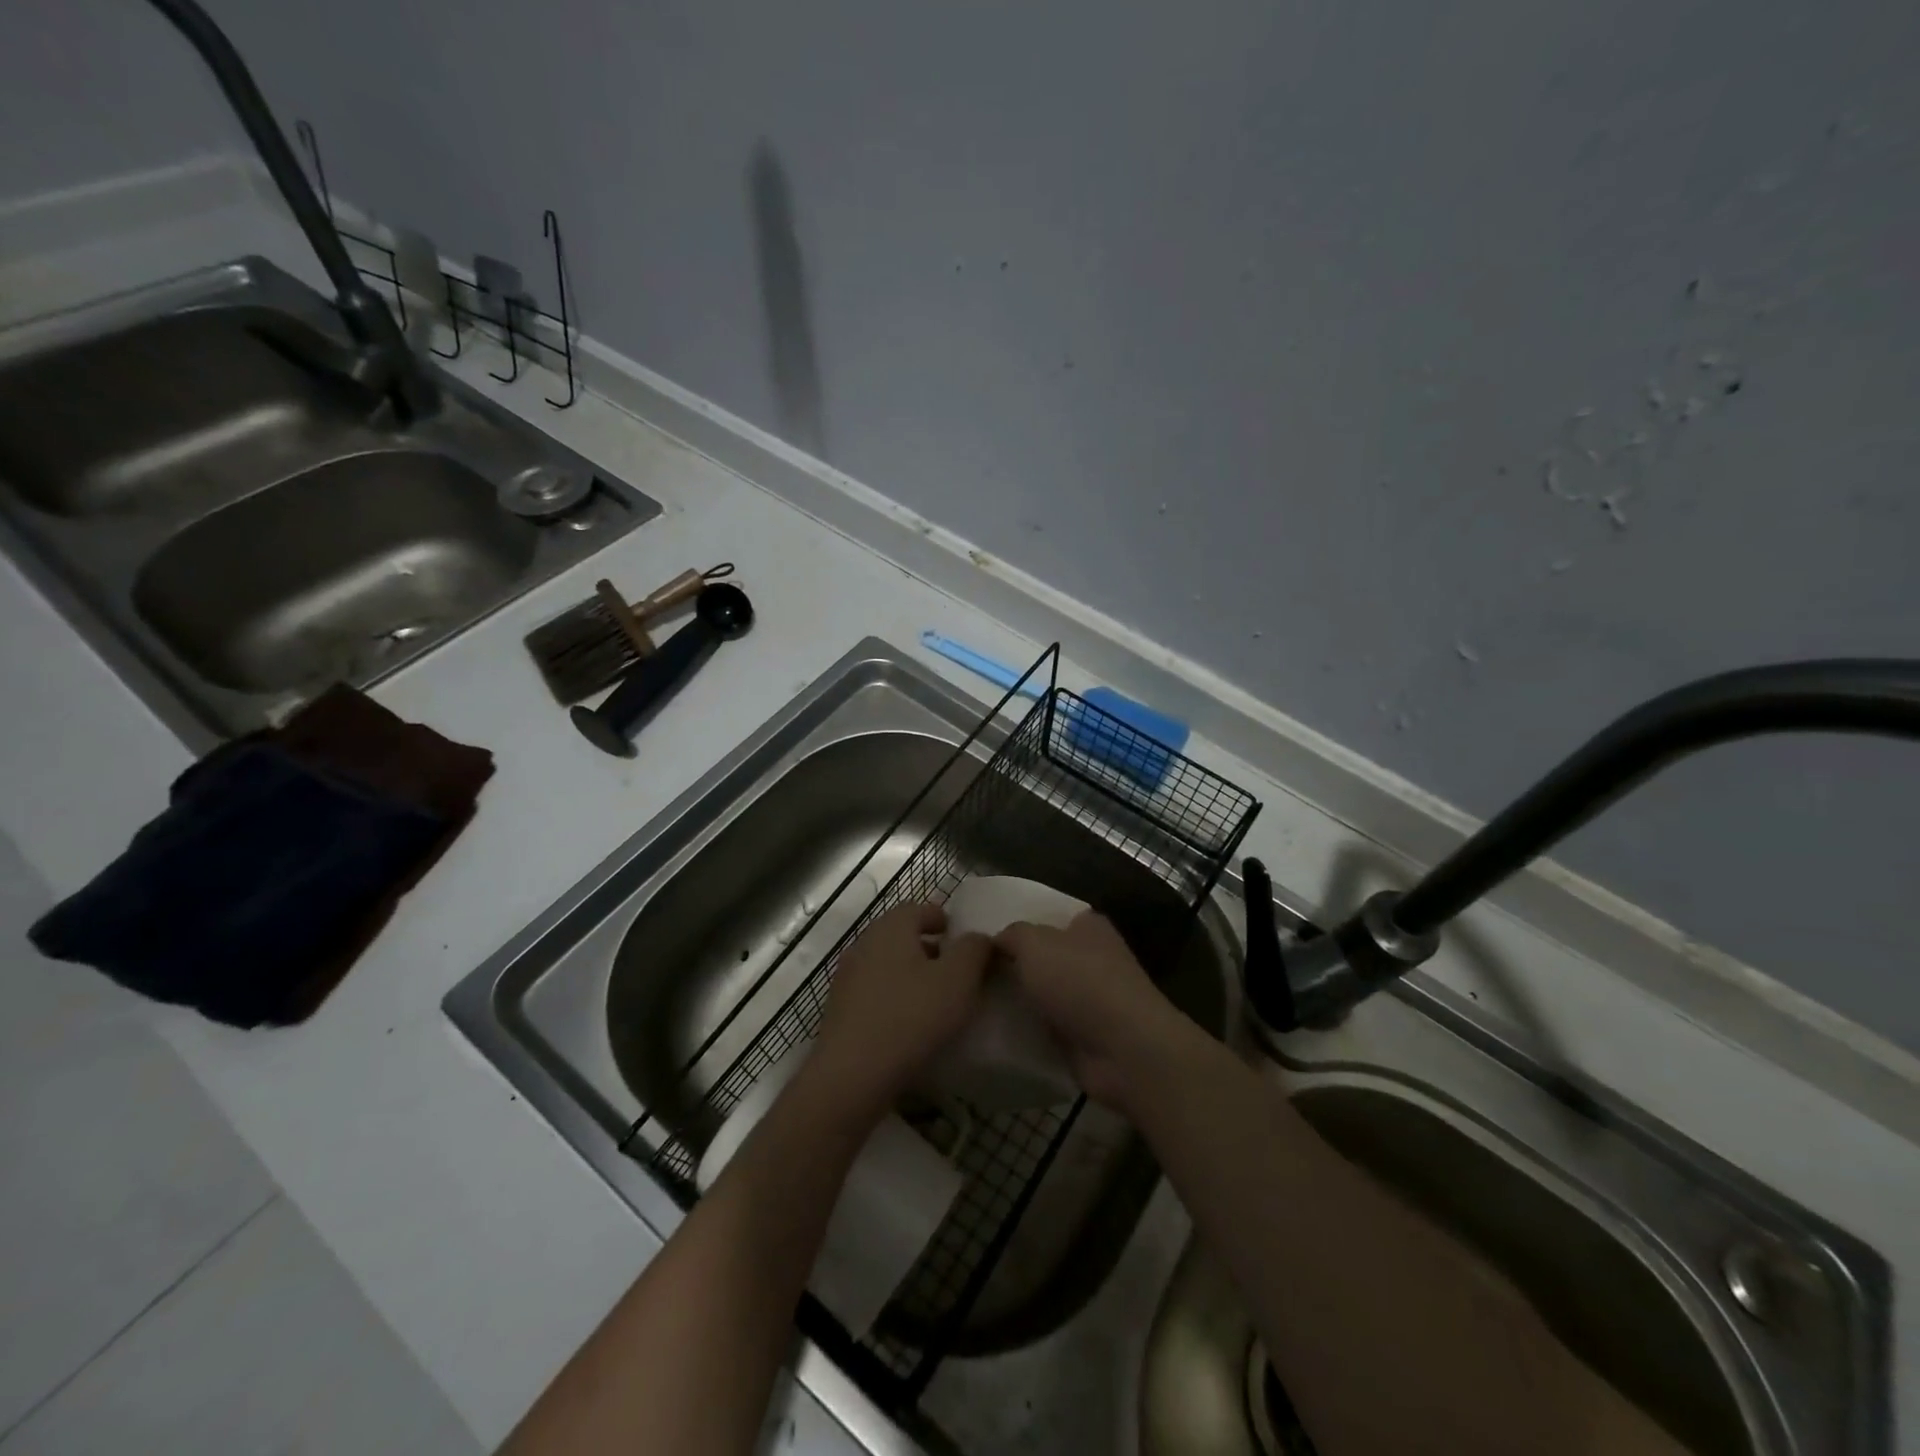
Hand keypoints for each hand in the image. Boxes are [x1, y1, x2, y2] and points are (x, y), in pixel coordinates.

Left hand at [804, 902, 990, 1127]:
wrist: (852, 1075)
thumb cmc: (911, 1017)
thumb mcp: (958, 979)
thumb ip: (974, 950)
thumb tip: (978, 938)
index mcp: (891, 927)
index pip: (919, 908)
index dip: (943, 919)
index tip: (961, 938)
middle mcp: (865, 943)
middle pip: (901, 935)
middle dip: (929, 948)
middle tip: (955, 970)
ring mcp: (847, 977)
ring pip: (887, 964)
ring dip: (911, 974)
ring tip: (936, 999)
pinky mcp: (840, 1009)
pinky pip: (874, 992)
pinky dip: (894, 997)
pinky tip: (909, 1024)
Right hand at [993, 912, 1197, 1110]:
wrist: (1125, 1049)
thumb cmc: (1080, 981)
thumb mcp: (1034, 943)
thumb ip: (1011, 935)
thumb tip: (996, 941)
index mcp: (1087, 926)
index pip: (1047, 916)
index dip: (1017, 924)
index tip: (981, 937)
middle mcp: (1092, 958)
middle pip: (1043, 957)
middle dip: (1013, 965)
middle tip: (968, 971)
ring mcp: (1090, 999)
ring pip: (1042, 994)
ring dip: (1018, 1001)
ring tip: (973, 1001)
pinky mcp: (1085, 1036)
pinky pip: (1046, 1027)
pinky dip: (1027, 1031)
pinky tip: (993, 1031)